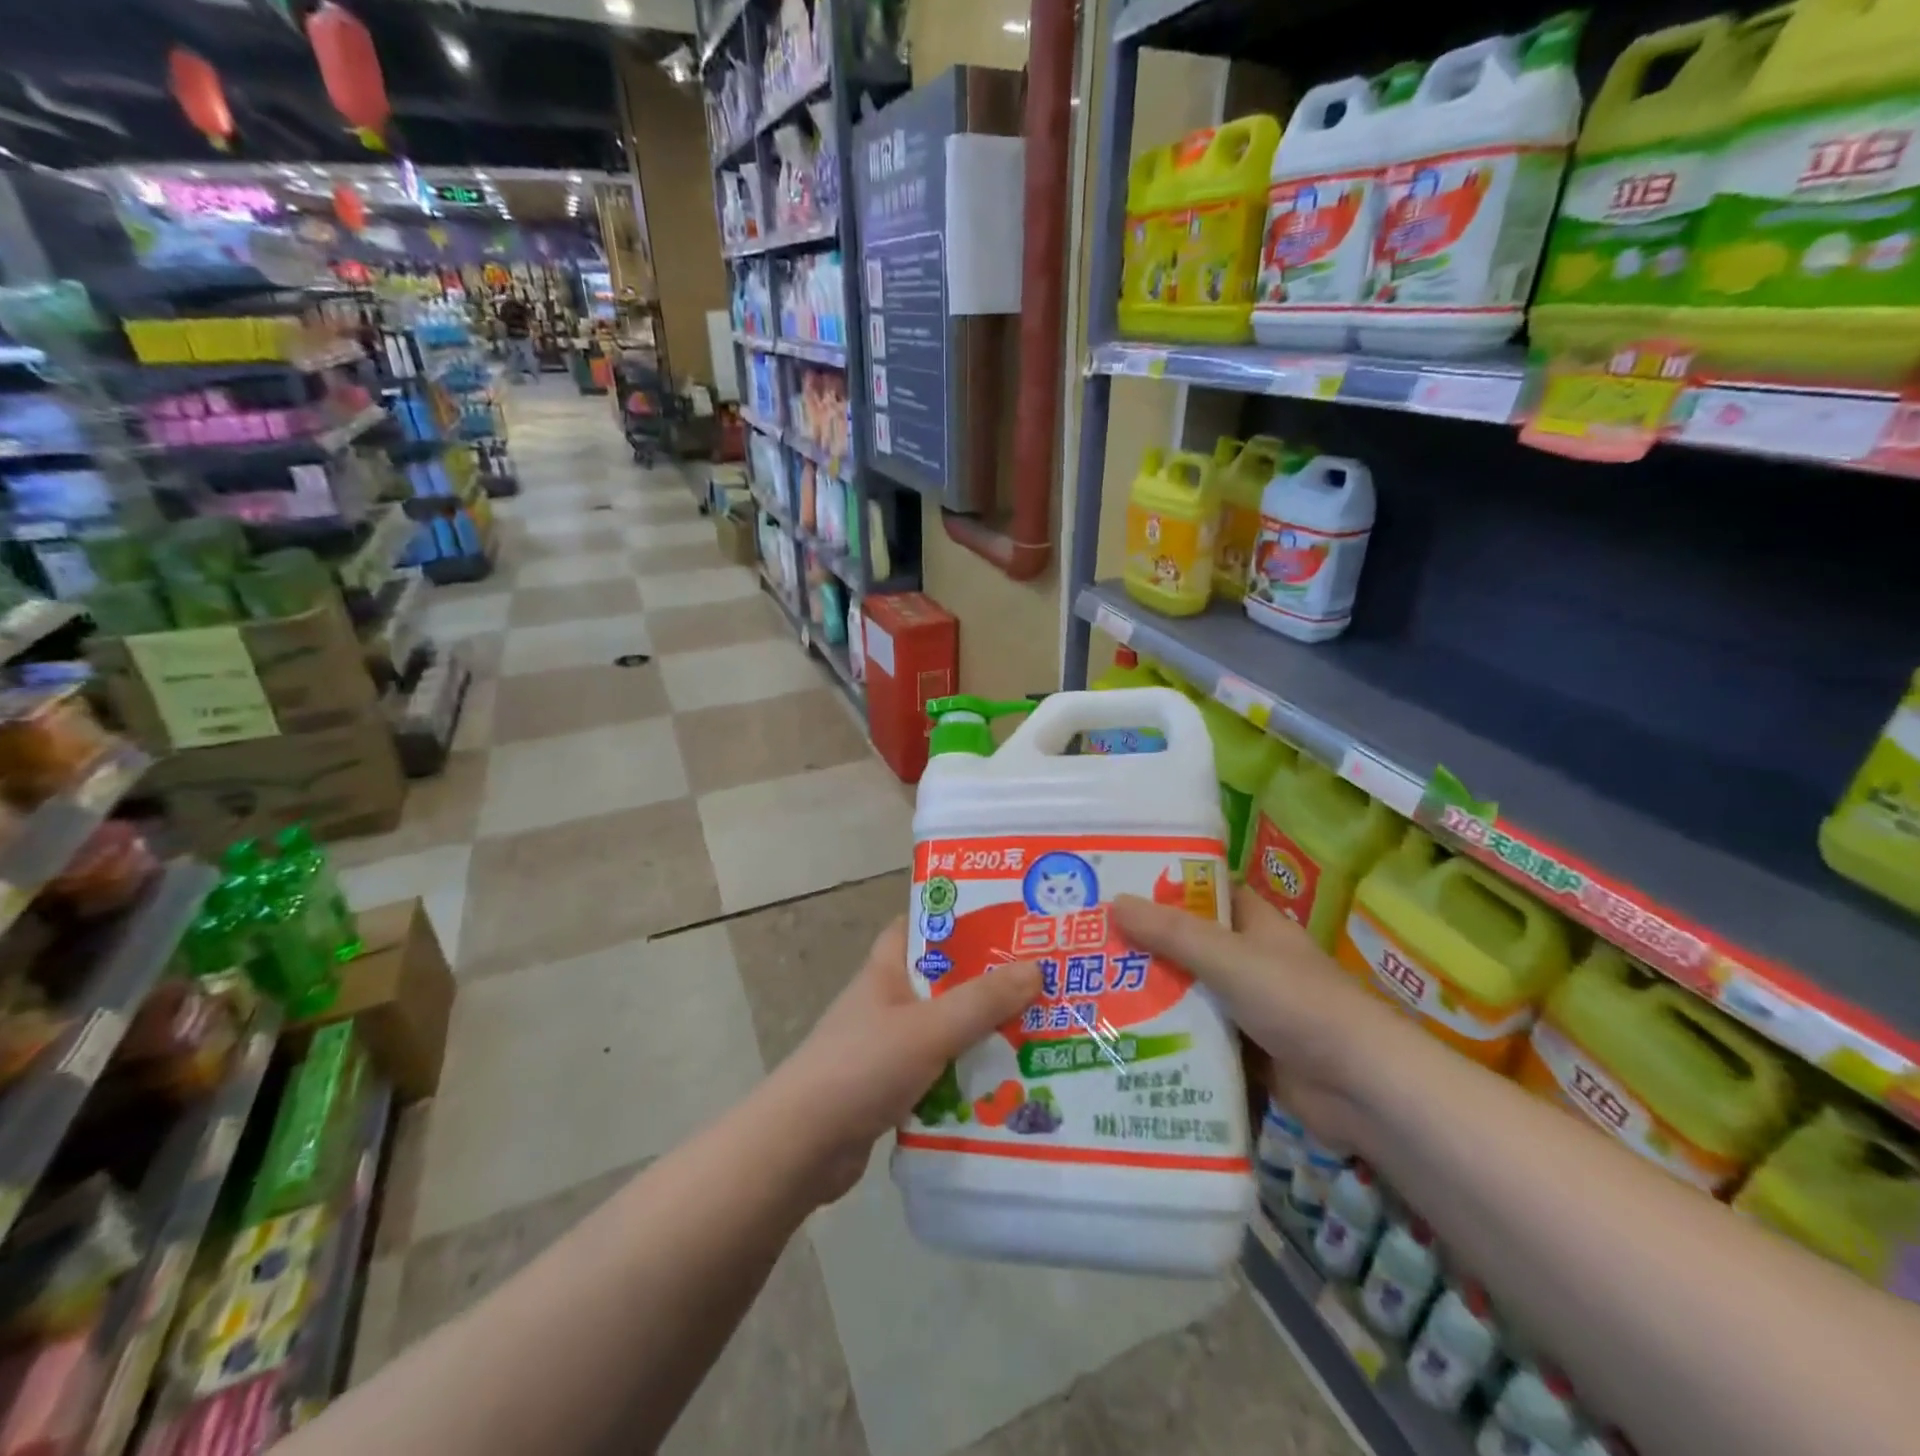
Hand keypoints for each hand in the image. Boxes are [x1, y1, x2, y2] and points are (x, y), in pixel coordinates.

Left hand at [768, 917, 1041, 1204]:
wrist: (802, 1147)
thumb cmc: (863, 1067)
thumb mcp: (929, 1028)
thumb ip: (982, 1001)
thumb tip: (1037, 968)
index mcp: (887, 970)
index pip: (921, 926)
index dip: (959, 919)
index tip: (1006, 919)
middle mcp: (888, 1001)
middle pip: (944, 980)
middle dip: (988, 982)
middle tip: (1043, 981)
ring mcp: (889, 1046)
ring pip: (947, 1029)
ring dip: (984, 1034)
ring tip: (1041, 1032)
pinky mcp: (893, 1087)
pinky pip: (941, 1071)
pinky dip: (968, 1075)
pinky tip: (1009, 1086)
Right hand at [1112, 885, 1408, 1146]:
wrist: (1362, 1089)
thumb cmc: (1297, 1003)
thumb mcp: (1228, 959)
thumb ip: (1172, 933)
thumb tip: (1114, 901)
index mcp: (1255, 924)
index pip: (1205, 892)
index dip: (1164, 886)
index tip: (1115, 886)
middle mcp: (1250, 960)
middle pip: (1189, 944)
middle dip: (1145, 946)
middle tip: (1088, 943)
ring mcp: (1249, 1007)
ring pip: (1190, 992)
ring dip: (1153, 994)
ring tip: (1091, 990)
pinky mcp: (1247, 1051)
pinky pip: (1199, 1036)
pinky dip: (1170, 1036)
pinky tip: (1126, 1037)